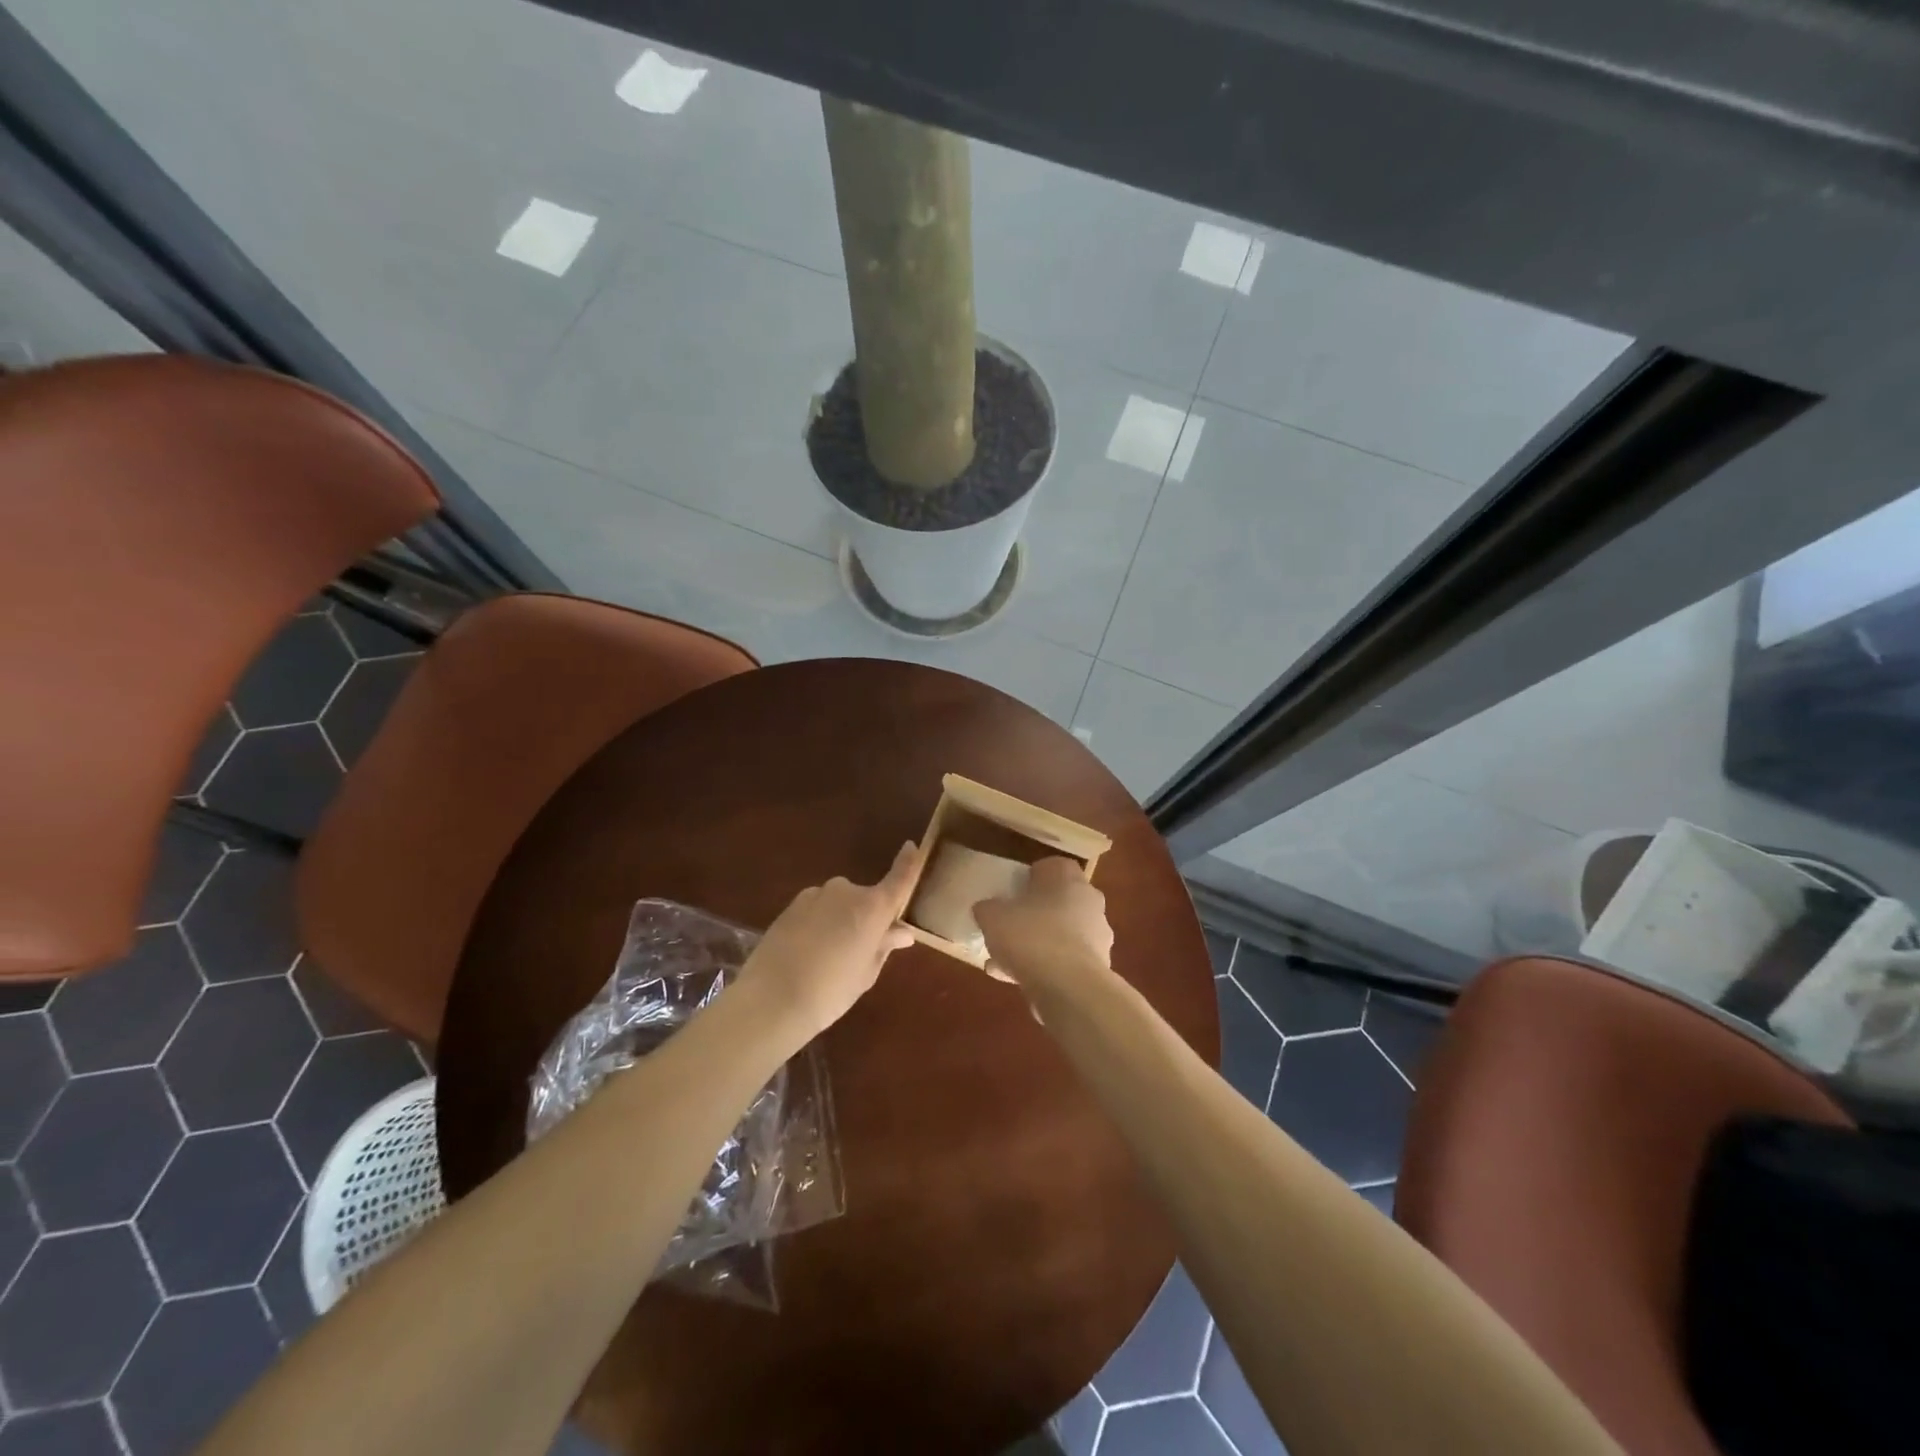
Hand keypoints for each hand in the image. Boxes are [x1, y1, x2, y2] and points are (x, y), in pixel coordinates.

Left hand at [738, 842, 921, 1041]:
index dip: (907, 862)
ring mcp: (815, 894)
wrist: (771, 999)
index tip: (912, 846)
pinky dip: (818, 923)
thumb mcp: (866, 972)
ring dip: (839, 920)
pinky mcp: (791, 905)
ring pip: (838, 904)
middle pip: (865, 899)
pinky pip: (816, 910)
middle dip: (866, 917)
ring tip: (828, 957)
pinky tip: (807, 952)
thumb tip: (902, 932)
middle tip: (860, 949)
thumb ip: (884, 946)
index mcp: (872, 907)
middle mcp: (846, 891)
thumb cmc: (831, 991)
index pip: (899, 878)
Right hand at [974, 857, 1113, 993]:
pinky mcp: (1098, 967)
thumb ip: (988, 908)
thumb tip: (987, 909)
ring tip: (1003, 961)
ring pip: (1061, 933)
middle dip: (1034, 913)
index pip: (1052, 866)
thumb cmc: (1031, 937)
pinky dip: (1044, 968)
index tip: (1013, 892)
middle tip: (1009, 926)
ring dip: (1037, 944)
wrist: (1069, 987)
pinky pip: (1065, 961)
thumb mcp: (993, 917)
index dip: (1031, 878)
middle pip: (1058, 901)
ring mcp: (1097, 935)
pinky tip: (1013, 980)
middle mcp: (1089, 901)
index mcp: (1067, 878)